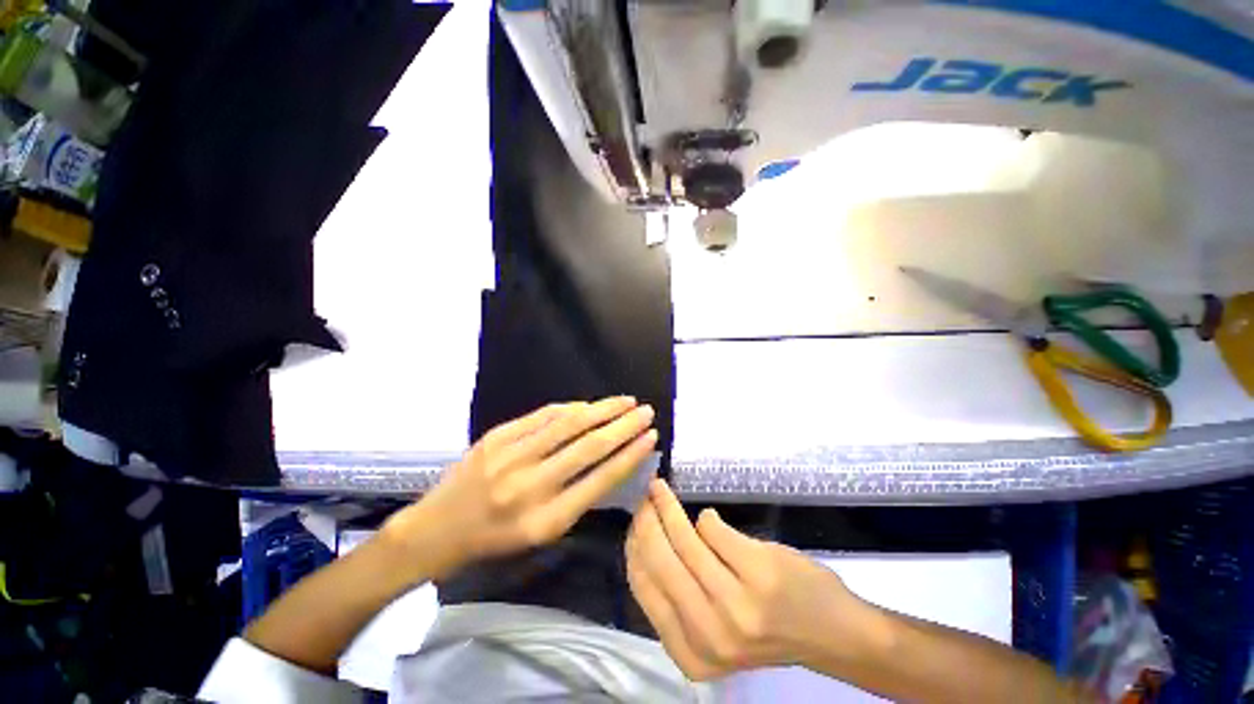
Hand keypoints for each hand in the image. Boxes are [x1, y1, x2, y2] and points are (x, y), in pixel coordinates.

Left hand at [383, 397, 657, 580]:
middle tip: (646, 411)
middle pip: (590, 446)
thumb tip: (610, 458)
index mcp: (546, 520)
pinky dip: (570, 408)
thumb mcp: (541, 533)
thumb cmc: (495, 538)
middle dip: (624, 426)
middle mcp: (531, 486)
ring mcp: (511, 457)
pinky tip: (588, 404)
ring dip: (603, 409)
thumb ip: (577, 497)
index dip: (631, 455)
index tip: (651, 437)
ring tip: (626, 400)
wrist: (437, 529)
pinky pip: (542, 416)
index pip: (601, 480)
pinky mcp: (496, 437)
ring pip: (569, 424)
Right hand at [626, 479, 867, 680]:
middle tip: (646, 496)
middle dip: (647, 519)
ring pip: (684, 540)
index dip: (634, 545)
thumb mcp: (711, 629)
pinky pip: (713, 530)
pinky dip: (708, 518)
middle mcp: (708, 634)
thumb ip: (677, 597)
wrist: (832, 634)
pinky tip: (709, 518)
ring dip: (669, 507)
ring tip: (662, 489)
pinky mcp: (759, 574)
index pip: (644, 586)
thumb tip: (643, 540)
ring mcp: (735, 605)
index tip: (635, 519)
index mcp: (690, 653)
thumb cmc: (767, 629)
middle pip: (659, 560)